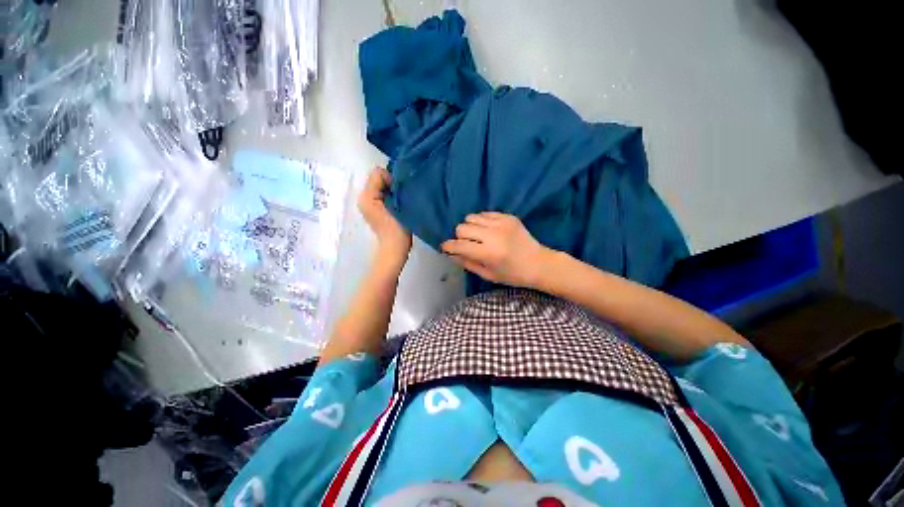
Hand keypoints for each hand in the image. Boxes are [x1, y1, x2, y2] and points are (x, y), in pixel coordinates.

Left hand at [358, 167, 411, 260]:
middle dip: (392, 185)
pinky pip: (384, 194)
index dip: (392, 181)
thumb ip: (391, 188)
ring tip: (400, 204)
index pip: (379, 173)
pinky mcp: (376, 209)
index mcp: (366, 195)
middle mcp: (364, 197)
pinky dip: (392, 197)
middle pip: (380, 179)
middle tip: (400, 199)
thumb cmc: (396, 228)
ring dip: (393, 192)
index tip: (399, 194)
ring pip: (383, 186)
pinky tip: (397, 207)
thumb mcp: (394, 205)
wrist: (395, 248)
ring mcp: (369, 204)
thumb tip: (394, 179)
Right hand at [441, 212, 552, 287]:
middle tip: (467, 244)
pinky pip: (485, 213)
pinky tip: (488, 231)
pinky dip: (482, 222)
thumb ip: (467, 263)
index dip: (448, 246)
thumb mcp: (488, 274)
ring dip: (470, 228)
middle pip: (462, 227)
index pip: (459, 245)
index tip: (445, 248)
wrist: (539, 263)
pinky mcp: (508, 217)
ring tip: (478, 236)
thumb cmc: (513, 274)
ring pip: (472, 217)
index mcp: (488, 253)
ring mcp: (501, 223)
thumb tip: (450, 254)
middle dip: (460, 237)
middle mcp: (493, 235)